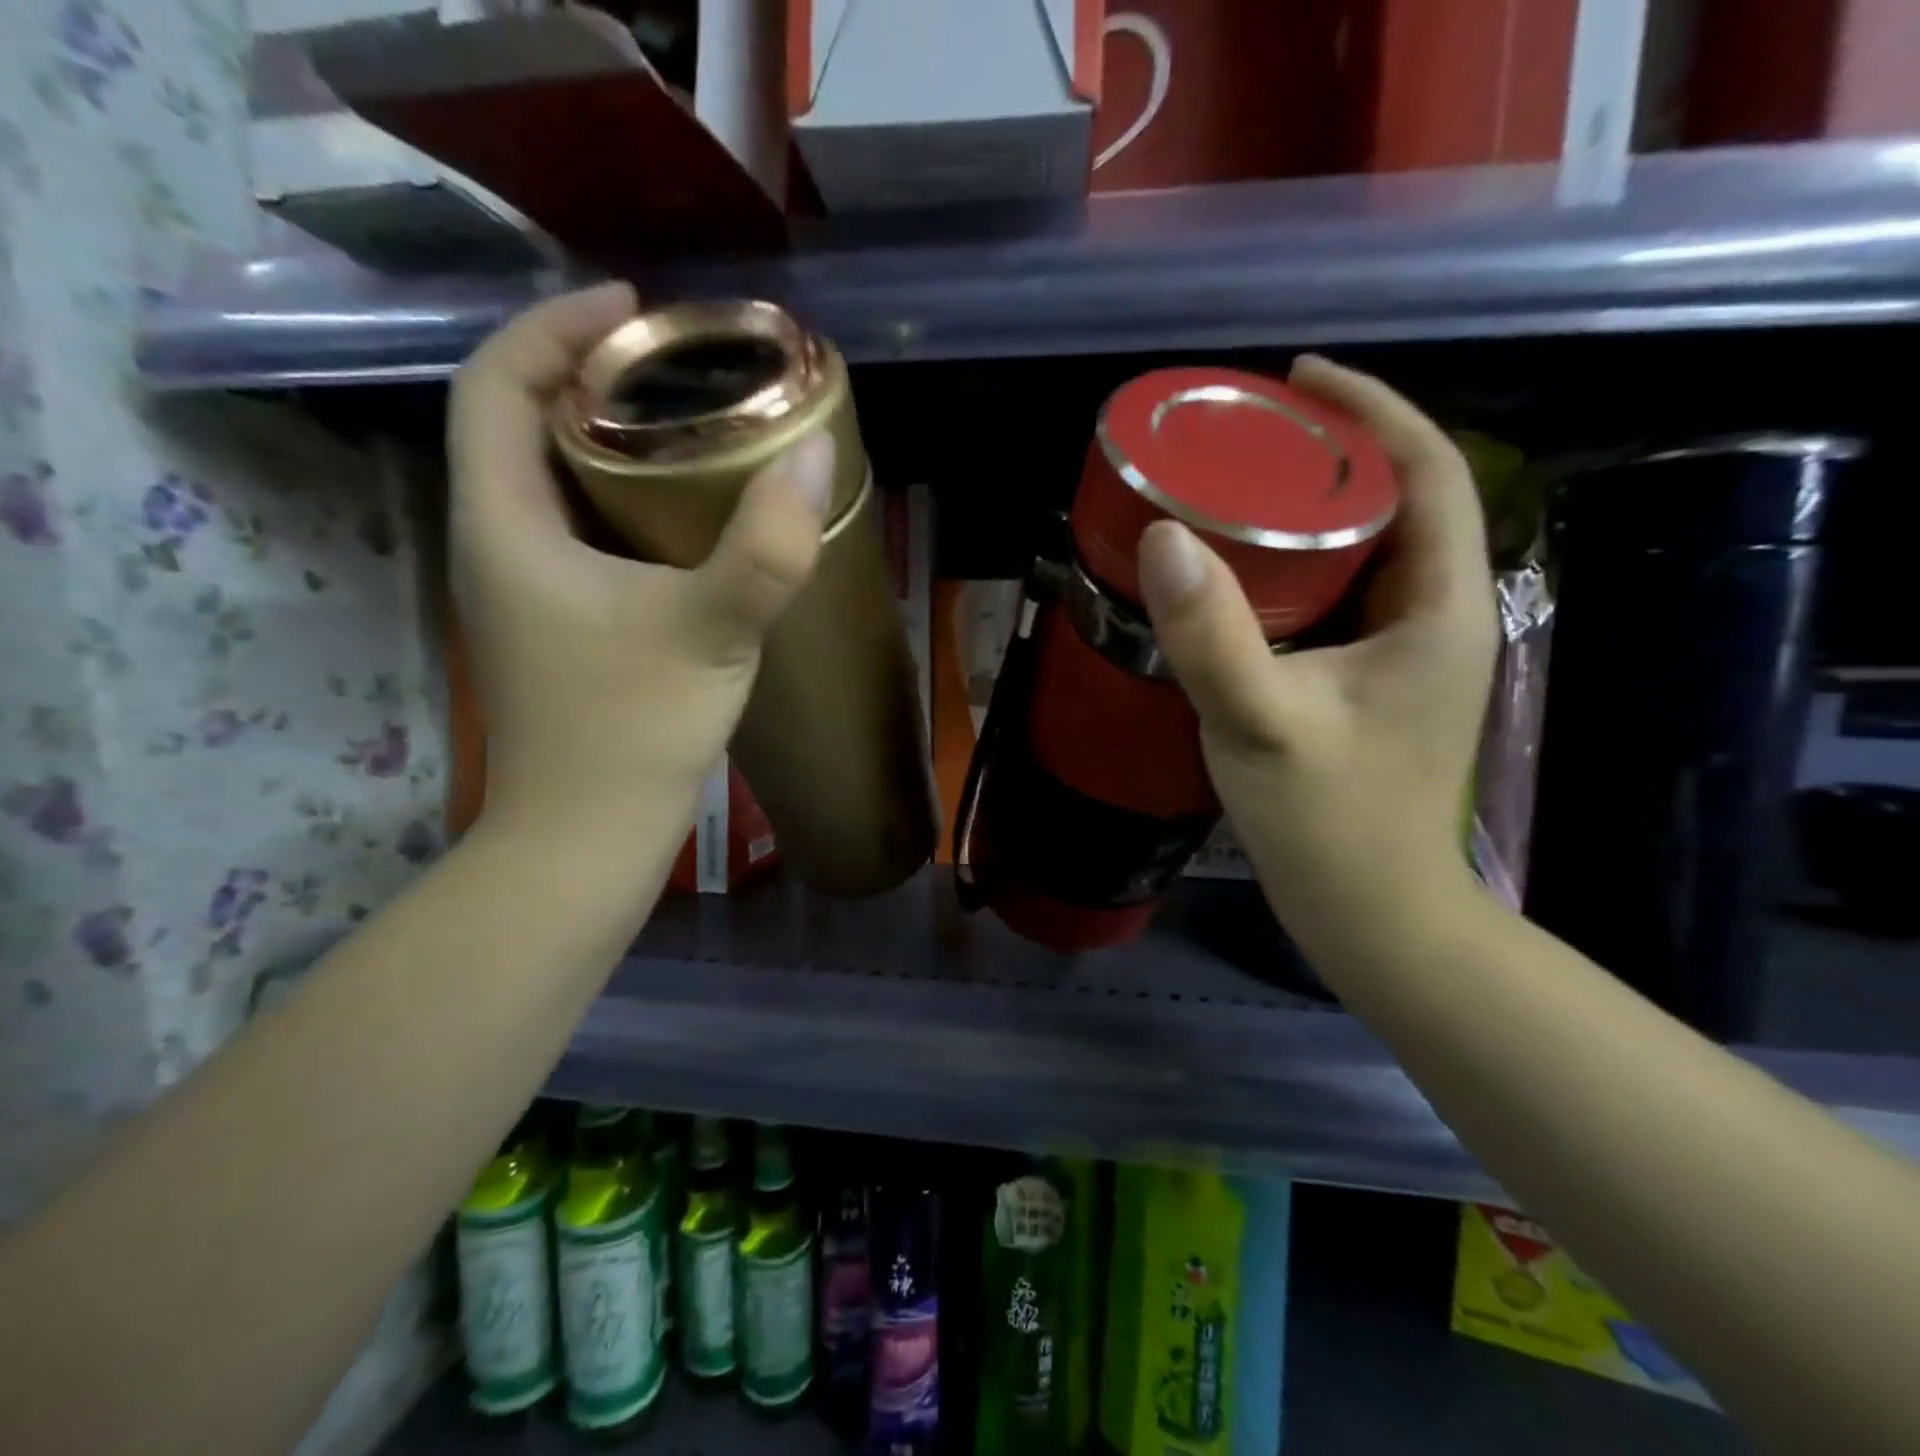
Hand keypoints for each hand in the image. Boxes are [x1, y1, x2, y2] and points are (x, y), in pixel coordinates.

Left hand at [447, 284, 835, 839]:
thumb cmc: (631, 732)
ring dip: (609, 442)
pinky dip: (626, 502)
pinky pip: (584, 533)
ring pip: (554, 483)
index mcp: (505, 523)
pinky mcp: (563, 626)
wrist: (589, 837)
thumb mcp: (710, 631)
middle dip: (589, 377)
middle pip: (521, 425)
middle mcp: (500, 544)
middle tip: (676, 367)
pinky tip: (688, 518)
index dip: (555, 327)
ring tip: (689, 425)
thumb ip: (768, 547)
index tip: (636, 310)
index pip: (496, 384)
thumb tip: (817, 455)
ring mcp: (529, 591)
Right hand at [1137, 356, 1497, 935]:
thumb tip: (1161, 537)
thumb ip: (1213, 635)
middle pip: (1397, 503)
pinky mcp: (1369, 684)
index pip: (1429, 472)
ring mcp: (1402, 654)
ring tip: (1237, 489)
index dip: (1372, 411)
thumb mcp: (1262, 724)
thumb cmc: (1330, 824)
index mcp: (1438, 607)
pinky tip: (1240, 575)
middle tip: (1248, 436)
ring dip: (1311, 511)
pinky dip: (1295, 568)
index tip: (1299, 379)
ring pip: (1365, 553)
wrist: (1370, 914)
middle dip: (1331, 454)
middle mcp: (1433, 617)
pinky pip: (1337, 598)